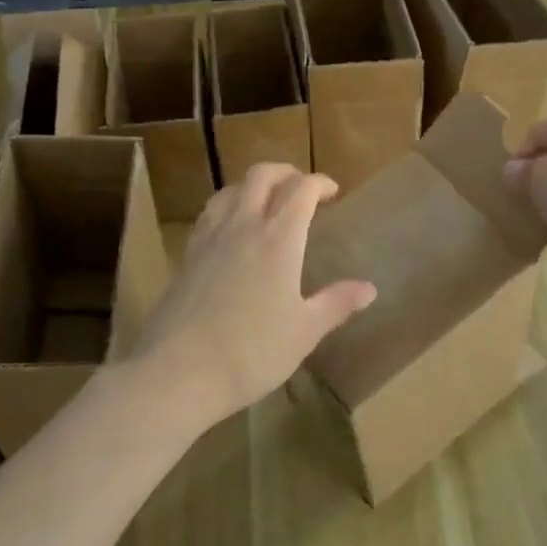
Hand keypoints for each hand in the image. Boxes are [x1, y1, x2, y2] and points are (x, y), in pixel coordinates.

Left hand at [131, 164, 375, 434]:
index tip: (333, 192)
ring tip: (266, 204)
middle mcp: (242, 226)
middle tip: (302, 189)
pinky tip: (231, 232)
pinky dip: (227, 208)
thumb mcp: (304, 332)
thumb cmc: (251, 352)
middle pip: (261, 176)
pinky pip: (210, 215)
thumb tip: (369, 288)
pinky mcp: (186, 257)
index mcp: (278, 239)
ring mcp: (209, 239)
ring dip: (253, 186)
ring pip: (230, 190)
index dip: (319, 183)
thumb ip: (336, 304)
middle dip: (286, 173)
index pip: (301, 190)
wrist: (177, 372)